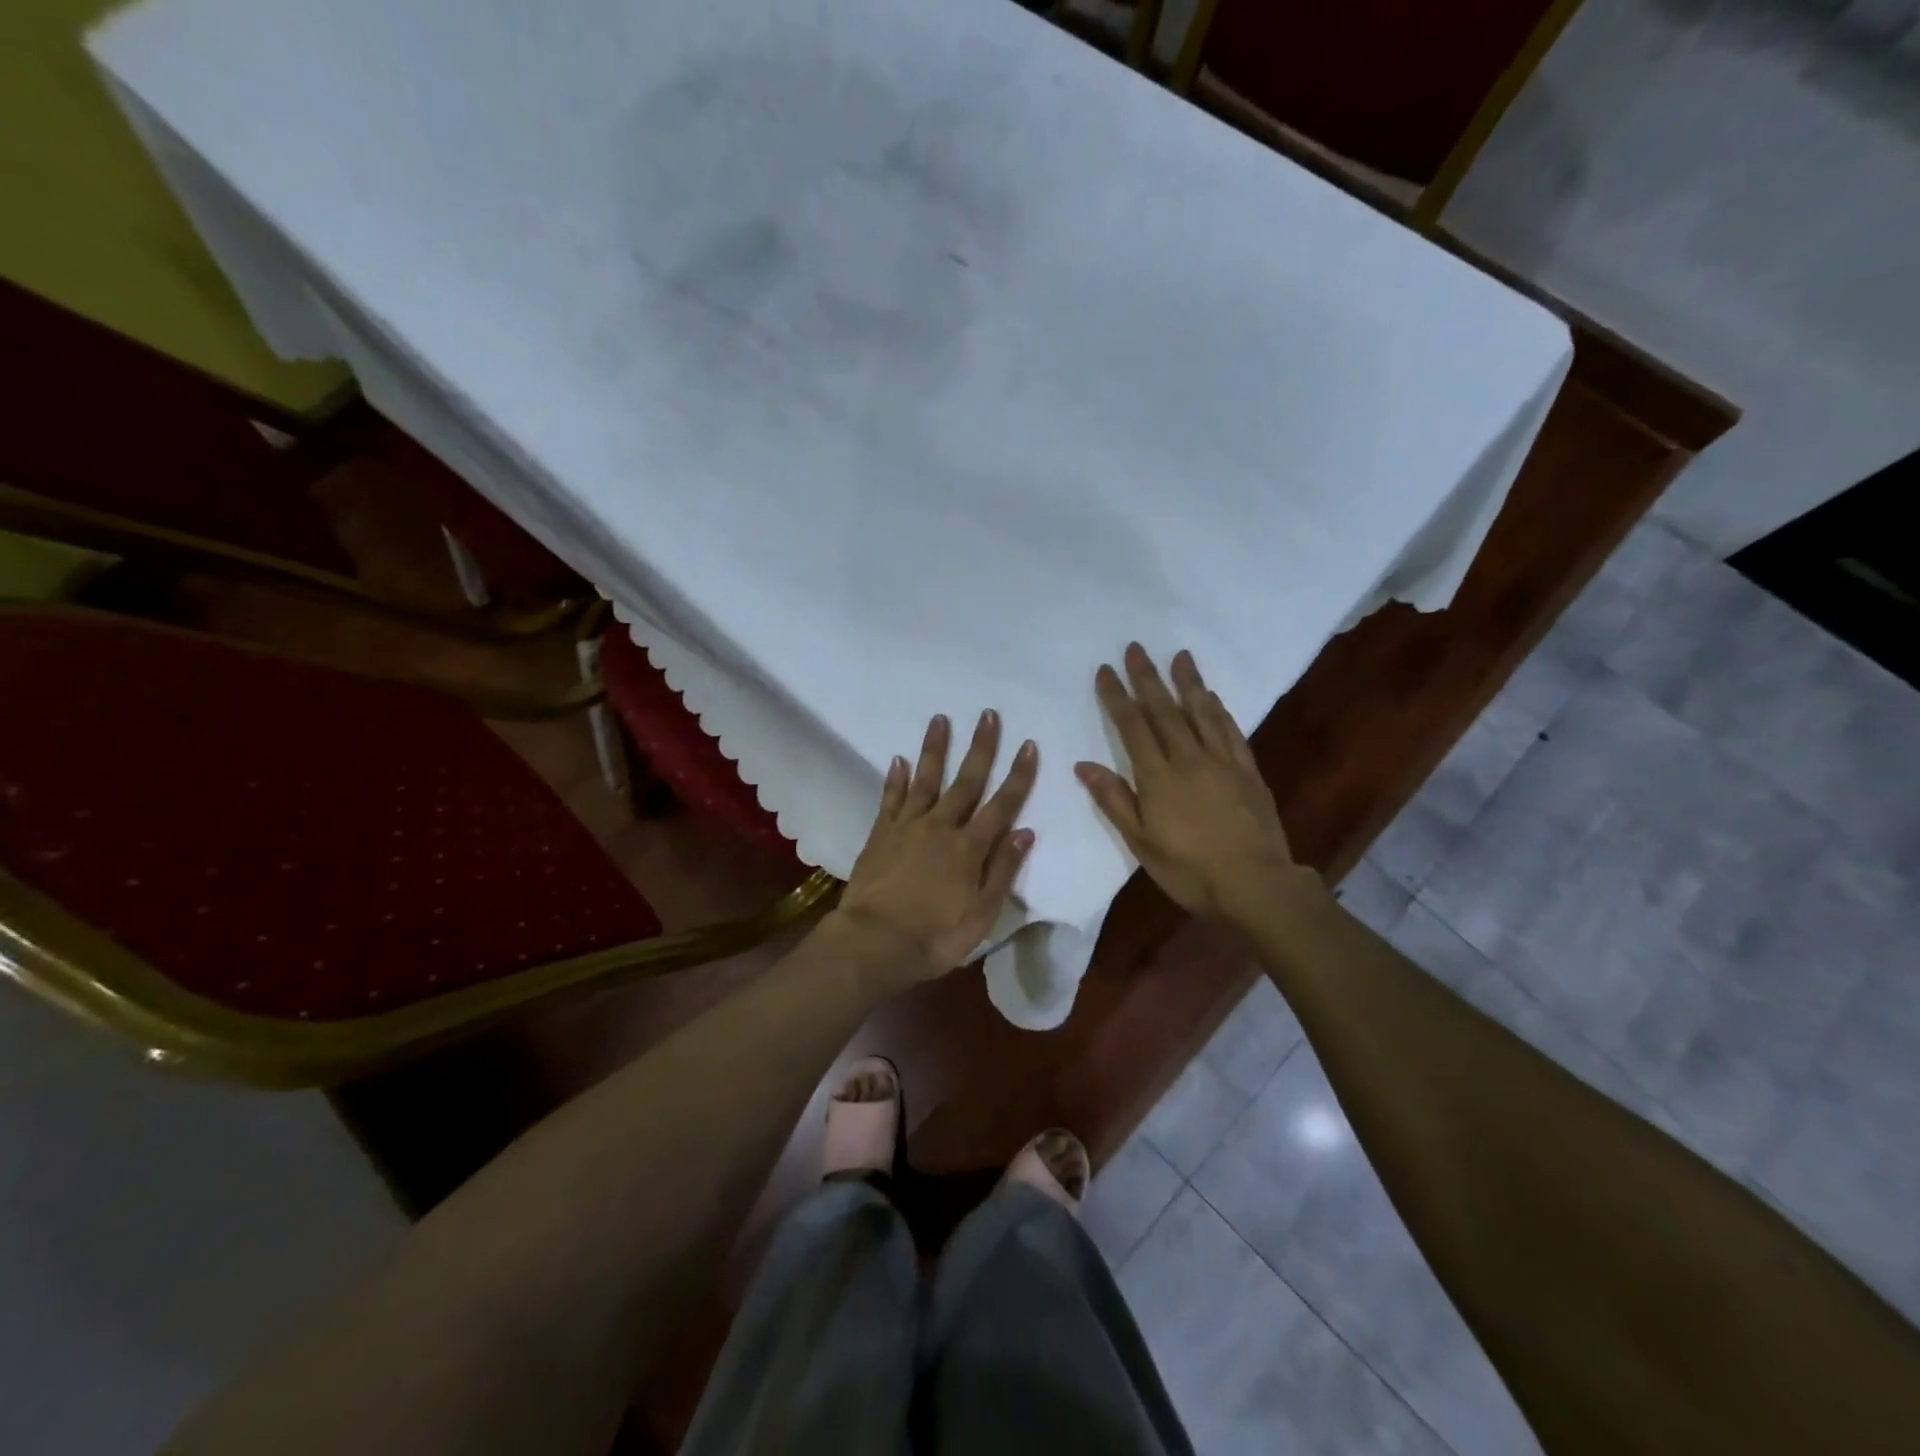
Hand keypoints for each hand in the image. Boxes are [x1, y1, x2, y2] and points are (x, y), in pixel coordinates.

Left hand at [834, 709, 1038, 986]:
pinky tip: (899, 760)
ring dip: (934, 749)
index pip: (1001, 805)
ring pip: (926, 780)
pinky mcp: (880, 834)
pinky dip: (896, 779)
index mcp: (969, 848)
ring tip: (940, 719)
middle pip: (966, 782)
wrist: (873, 943)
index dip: (1018, 775)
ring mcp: (908, 827)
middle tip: (987, 714)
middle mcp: (941, 828)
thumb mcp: (981, 915)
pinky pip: (891, 799)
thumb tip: (1025, 832)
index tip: (1028, 744)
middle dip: (980, 748)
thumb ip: (1002, 871)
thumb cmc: (935, 937)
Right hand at [1076, 644, 1299, 921]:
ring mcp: (1222, 762)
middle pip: (1164, 710)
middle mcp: (1189, 758)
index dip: (1117, 696)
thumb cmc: (1189, 870)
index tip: (1106, 671)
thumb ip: (1114, 800)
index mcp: (1158, 776)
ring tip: (1179, 656)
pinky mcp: (1248, 771)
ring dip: (1188, 682)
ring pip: (1201, 712)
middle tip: (1135, 647)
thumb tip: (1084, 765)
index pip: (1132, 726)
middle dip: (1147, 677)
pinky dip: (1219, 711)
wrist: (1255, 884)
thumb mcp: (1140, 842)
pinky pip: (1231, 731)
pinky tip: (1212, 698)